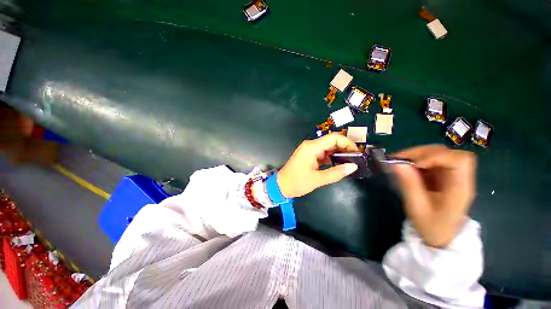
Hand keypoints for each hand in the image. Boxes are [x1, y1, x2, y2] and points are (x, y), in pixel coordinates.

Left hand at [277, 133, 358, 197]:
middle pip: (331, 141)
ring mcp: (309, 150)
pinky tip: (338, 164)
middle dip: (344, 148)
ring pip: (327, 147)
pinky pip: (322, 153)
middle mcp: (310, 145)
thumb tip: (353, 166)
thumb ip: (336, 172)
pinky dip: (331, 157)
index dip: (347, 143)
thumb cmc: (297, 182)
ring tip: (349, 162)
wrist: (281, 185)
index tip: (357, 153)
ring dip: (338, 153)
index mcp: (311, 147)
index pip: (333, 138)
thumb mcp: (318, 179)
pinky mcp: (308, 155)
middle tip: (355, 159)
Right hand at [391, 145, 476, 247]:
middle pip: (447, 153)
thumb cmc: (431, 226)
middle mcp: (459, 178)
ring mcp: (451, 175)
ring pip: (437, 154)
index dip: (437, 156)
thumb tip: (396, 164)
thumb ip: (409, 185)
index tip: (415, 163)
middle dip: (422, 153)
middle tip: (399, 159)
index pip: (460, 161)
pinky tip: (404, 166)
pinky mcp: (442, 175)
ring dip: (417, 155)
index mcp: (460, 188)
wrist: (440, 236)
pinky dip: (415, 160)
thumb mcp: (417, 209)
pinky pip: (429, 160)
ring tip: (399, 161)